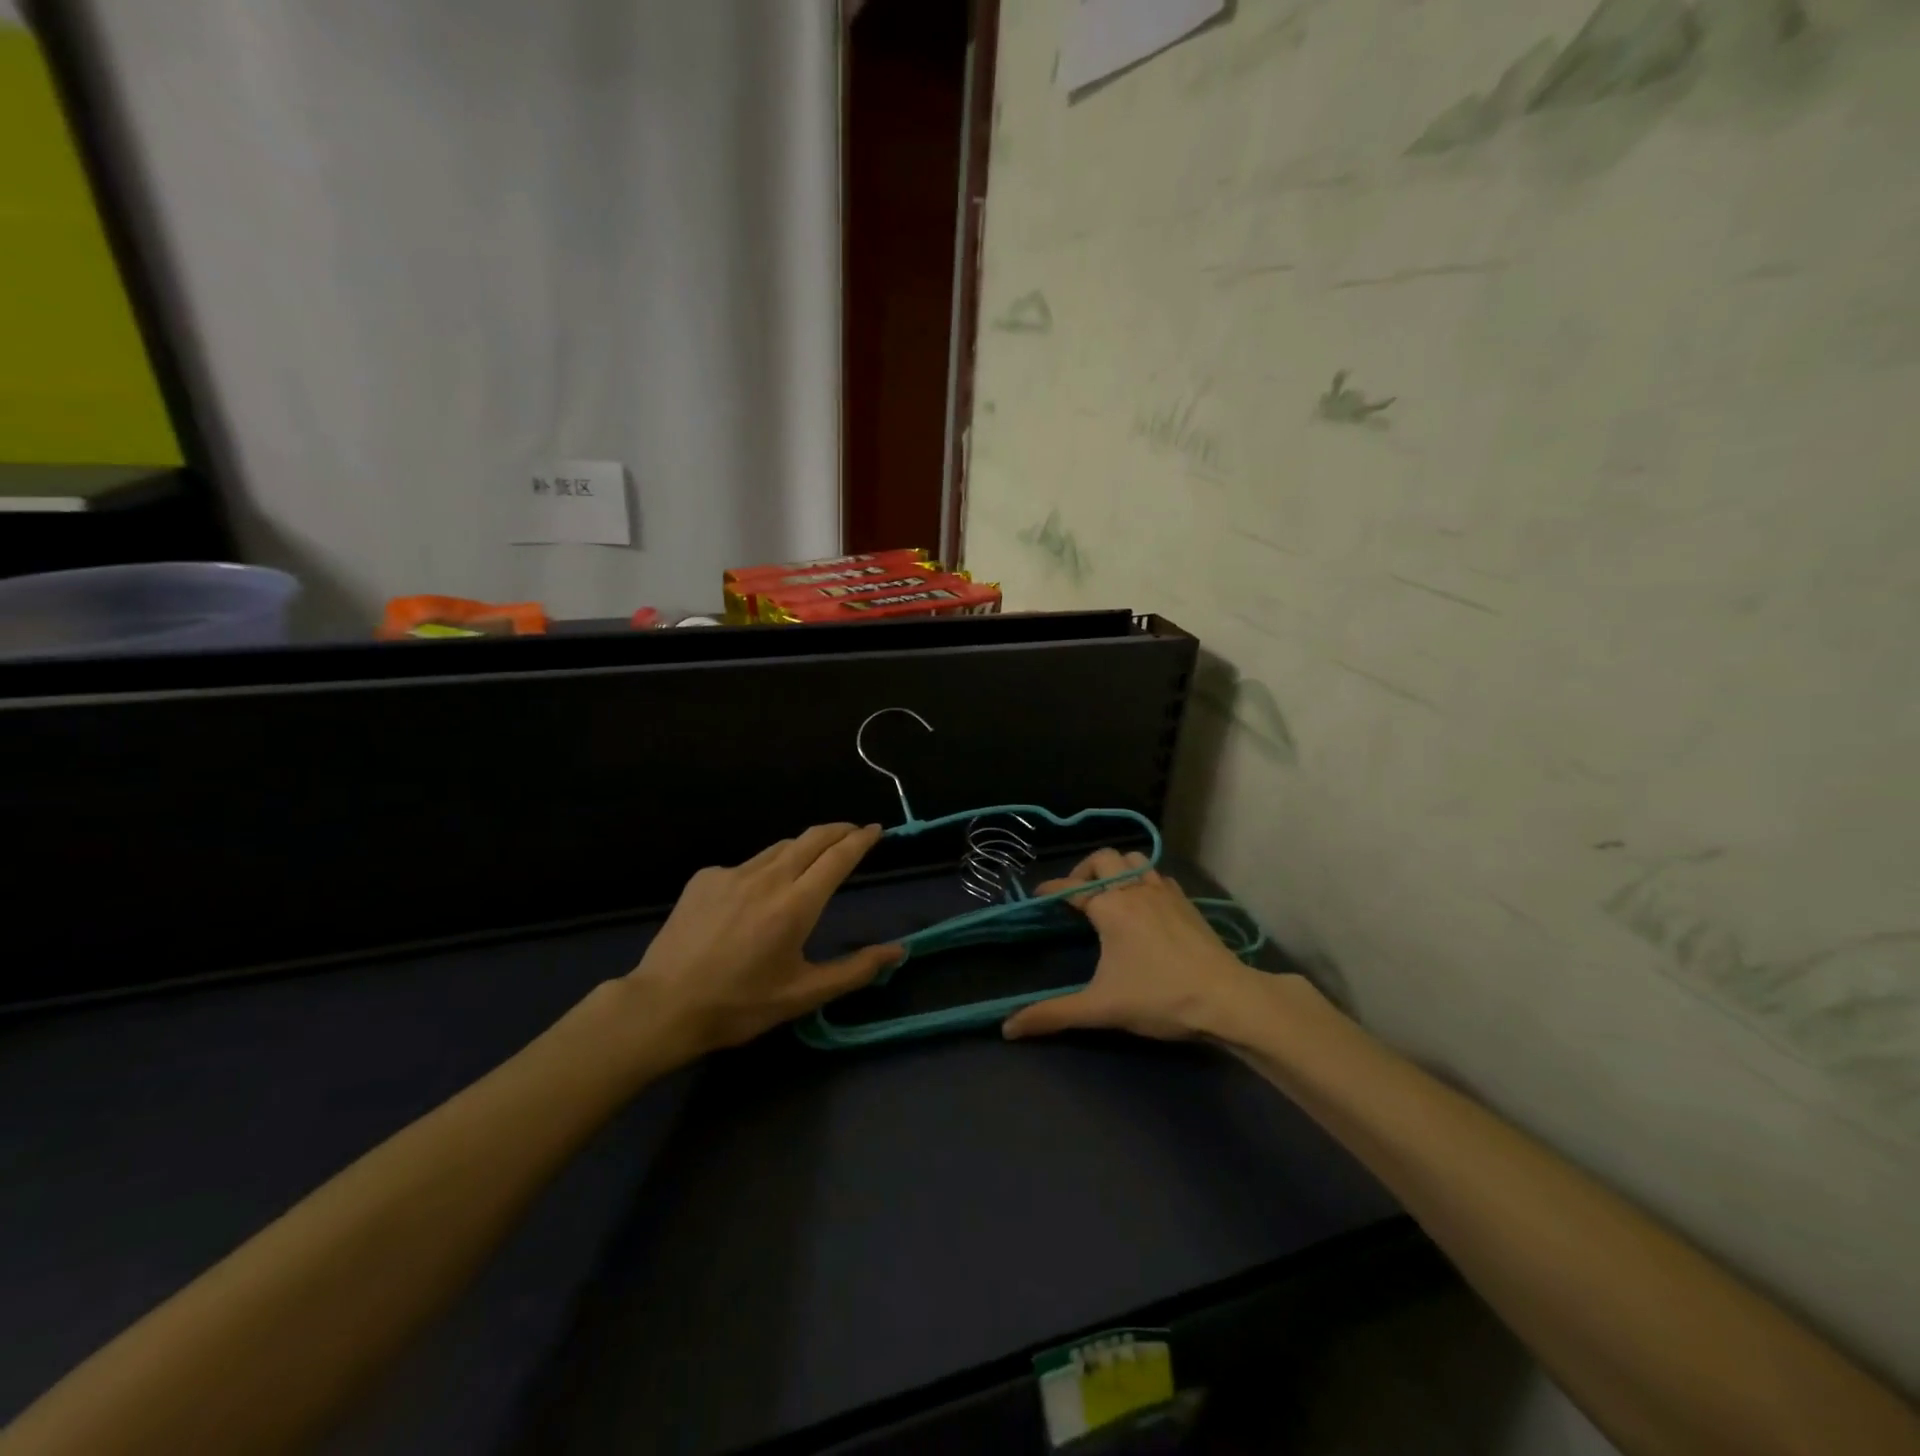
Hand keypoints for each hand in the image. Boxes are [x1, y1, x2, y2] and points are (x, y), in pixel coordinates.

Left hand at [623, 823, 898, 1054]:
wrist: (662, 1007)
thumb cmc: (740, 1005)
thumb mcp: (804, 995)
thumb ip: (855, 970)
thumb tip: (898, 952)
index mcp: (796, 905)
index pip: (838, 857)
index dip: (861, 840)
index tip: (877, 829)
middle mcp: (767, 878)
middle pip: (812, 838)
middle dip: (838, 830)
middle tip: (854, 833)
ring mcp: (732, 873)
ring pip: (779, 848)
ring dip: (804, 847)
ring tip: (813, 859)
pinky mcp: (705, 878)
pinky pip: (746, 865)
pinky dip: (764, 870)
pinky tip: (757, 895)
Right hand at [1000, 849, 1266, 1041]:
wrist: (1226, 998)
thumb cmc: (1158, 997)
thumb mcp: (1100, 1008)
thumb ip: (1053, 1014)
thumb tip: (1008, 1028)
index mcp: (1109, 906)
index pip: (1070, 887)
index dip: (1050, 889)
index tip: (1038, 896)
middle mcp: (1134, 888)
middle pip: (1103, 858)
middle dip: (1084, 870)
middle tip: (1077, 895)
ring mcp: (1164, 891)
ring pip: (1134, 859)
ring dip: (1117, 868)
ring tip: (1110, 892)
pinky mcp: (1186, 901)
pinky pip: (1157, 875)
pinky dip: (1144, 879)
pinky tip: (1145, 903)